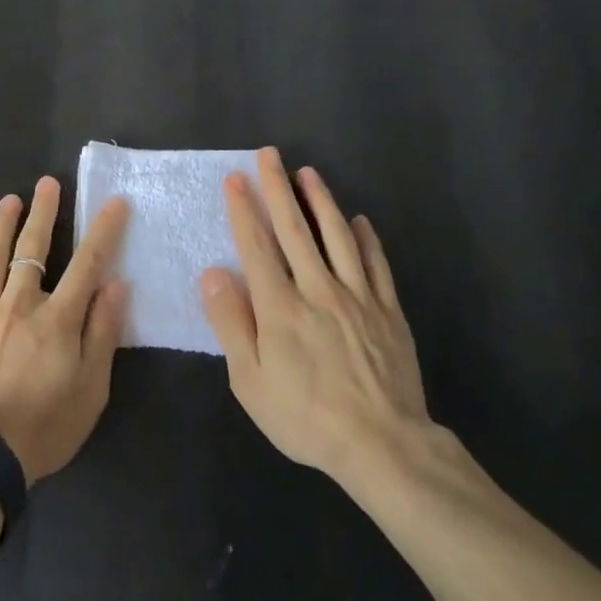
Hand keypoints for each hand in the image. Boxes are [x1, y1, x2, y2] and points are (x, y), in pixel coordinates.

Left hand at [0, 178, 129, 484]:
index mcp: (57, 319)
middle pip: (33, 249)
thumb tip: (116, 286)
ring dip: (1, 226)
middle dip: (43, 213)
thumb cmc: (42, 429)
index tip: (113, 202)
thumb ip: (102, 334)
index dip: (102, 230)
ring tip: (9, 200)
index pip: (87, 263)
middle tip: (47, 182)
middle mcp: (19, 305)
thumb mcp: (90, 391)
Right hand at [198, 148, 432, 492]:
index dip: (244, 209)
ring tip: (308, 172)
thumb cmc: (306, 417)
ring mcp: (358, 297)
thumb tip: (212, 274)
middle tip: (269, 154)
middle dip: (278, 188)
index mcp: (280, 307)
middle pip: (295, 229)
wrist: (384, 446)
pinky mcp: (388, 311)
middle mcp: (318, 289)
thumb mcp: (251, 382)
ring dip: (321, 200)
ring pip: (337, 236)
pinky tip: (359, 220)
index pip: (257, 246)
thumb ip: (231, 324)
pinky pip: (376, 265)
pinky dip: (366, 238)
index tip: (235, 178)